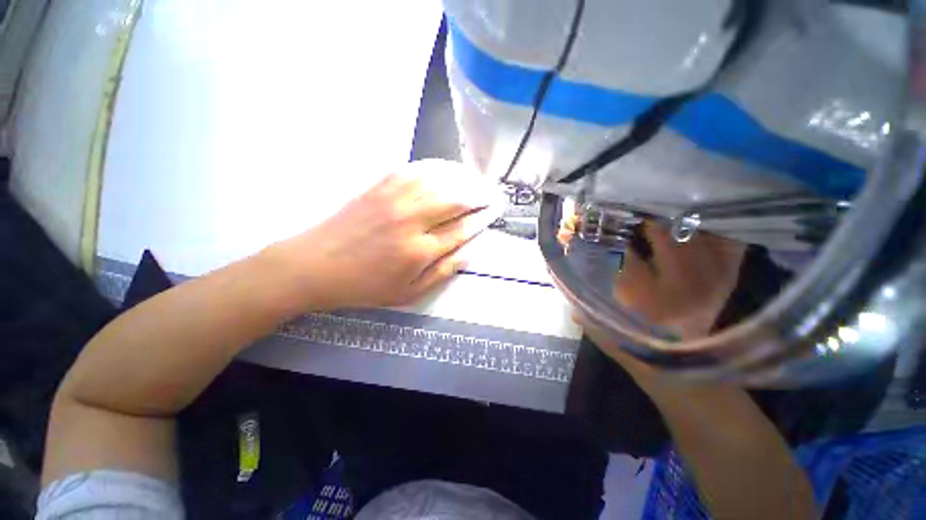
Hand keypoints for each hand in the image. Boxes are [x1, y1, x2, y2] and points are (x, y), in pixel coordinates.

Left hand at [272, 159, 503, 309]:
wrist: (316, 265)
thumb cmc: (365, 285)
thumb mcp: (408, 293)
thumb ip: (442, 273)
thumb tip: (469, 254)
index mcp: (419, 250)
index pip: (462, 228)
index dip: (482, 218)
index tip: (495, 211)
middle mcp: (411, 219)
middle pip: (456, 199)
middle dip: (480, 195)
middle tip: (493, 194)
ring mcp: (395, 198)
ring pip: (440, 180)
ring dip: (464, 178)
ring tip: (478, 181)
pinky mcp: (380, 186)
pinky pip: (416, 169)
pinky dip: (438, 167)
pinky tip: (449, 169)